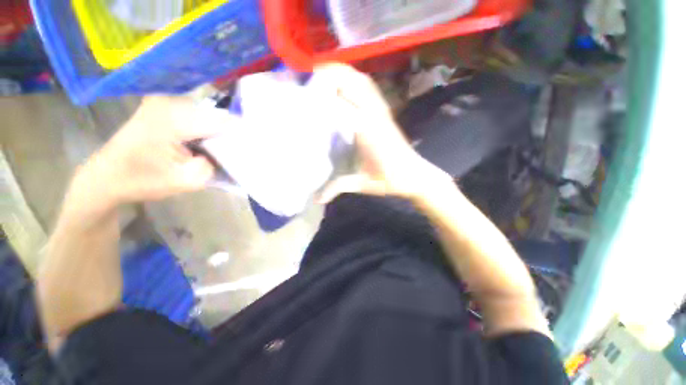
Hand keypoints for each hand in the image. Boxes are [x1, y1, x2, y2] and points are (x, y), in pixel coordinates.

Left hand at [74, 96, 233, 209]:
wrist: (107, 176)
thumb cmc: (142, 180)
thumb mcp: (187, 180)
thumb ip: (215, 164)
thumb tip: (230, 153)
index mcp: (173, 117)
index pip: (224, 121)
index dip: (239, 137)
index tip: (246, 151)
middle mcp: (170, 101)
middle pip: (218, 116)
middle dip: (228, 135)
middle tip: (231, 154)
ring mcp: (166, 100)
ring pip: (210, 115)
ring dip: (217, 133)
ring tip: (217, 150)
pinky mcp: (164, 105)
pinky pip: (198, 115)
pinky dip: (206, 130)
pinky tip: (203, 144)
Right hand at [315, 64, 452, 202]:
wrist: (415, 175)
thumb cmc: (389, 180)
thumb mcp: (361, 184)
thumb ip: (337, 188)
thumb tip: (316, 199)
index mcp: (366, 131)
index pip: (341, 102)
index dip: (321, 93)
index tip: (301, 90)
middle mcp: (374, 115)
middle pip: (351, 82)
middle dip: (329, 74)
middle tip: (306, 77)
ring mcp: (381, 111)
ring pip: (361, 80)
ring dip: (342, 73)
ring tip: (321, 74)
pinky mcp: (385, 112)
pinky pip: (370, 88)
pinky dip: (355, 79)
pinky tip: (344, 82)